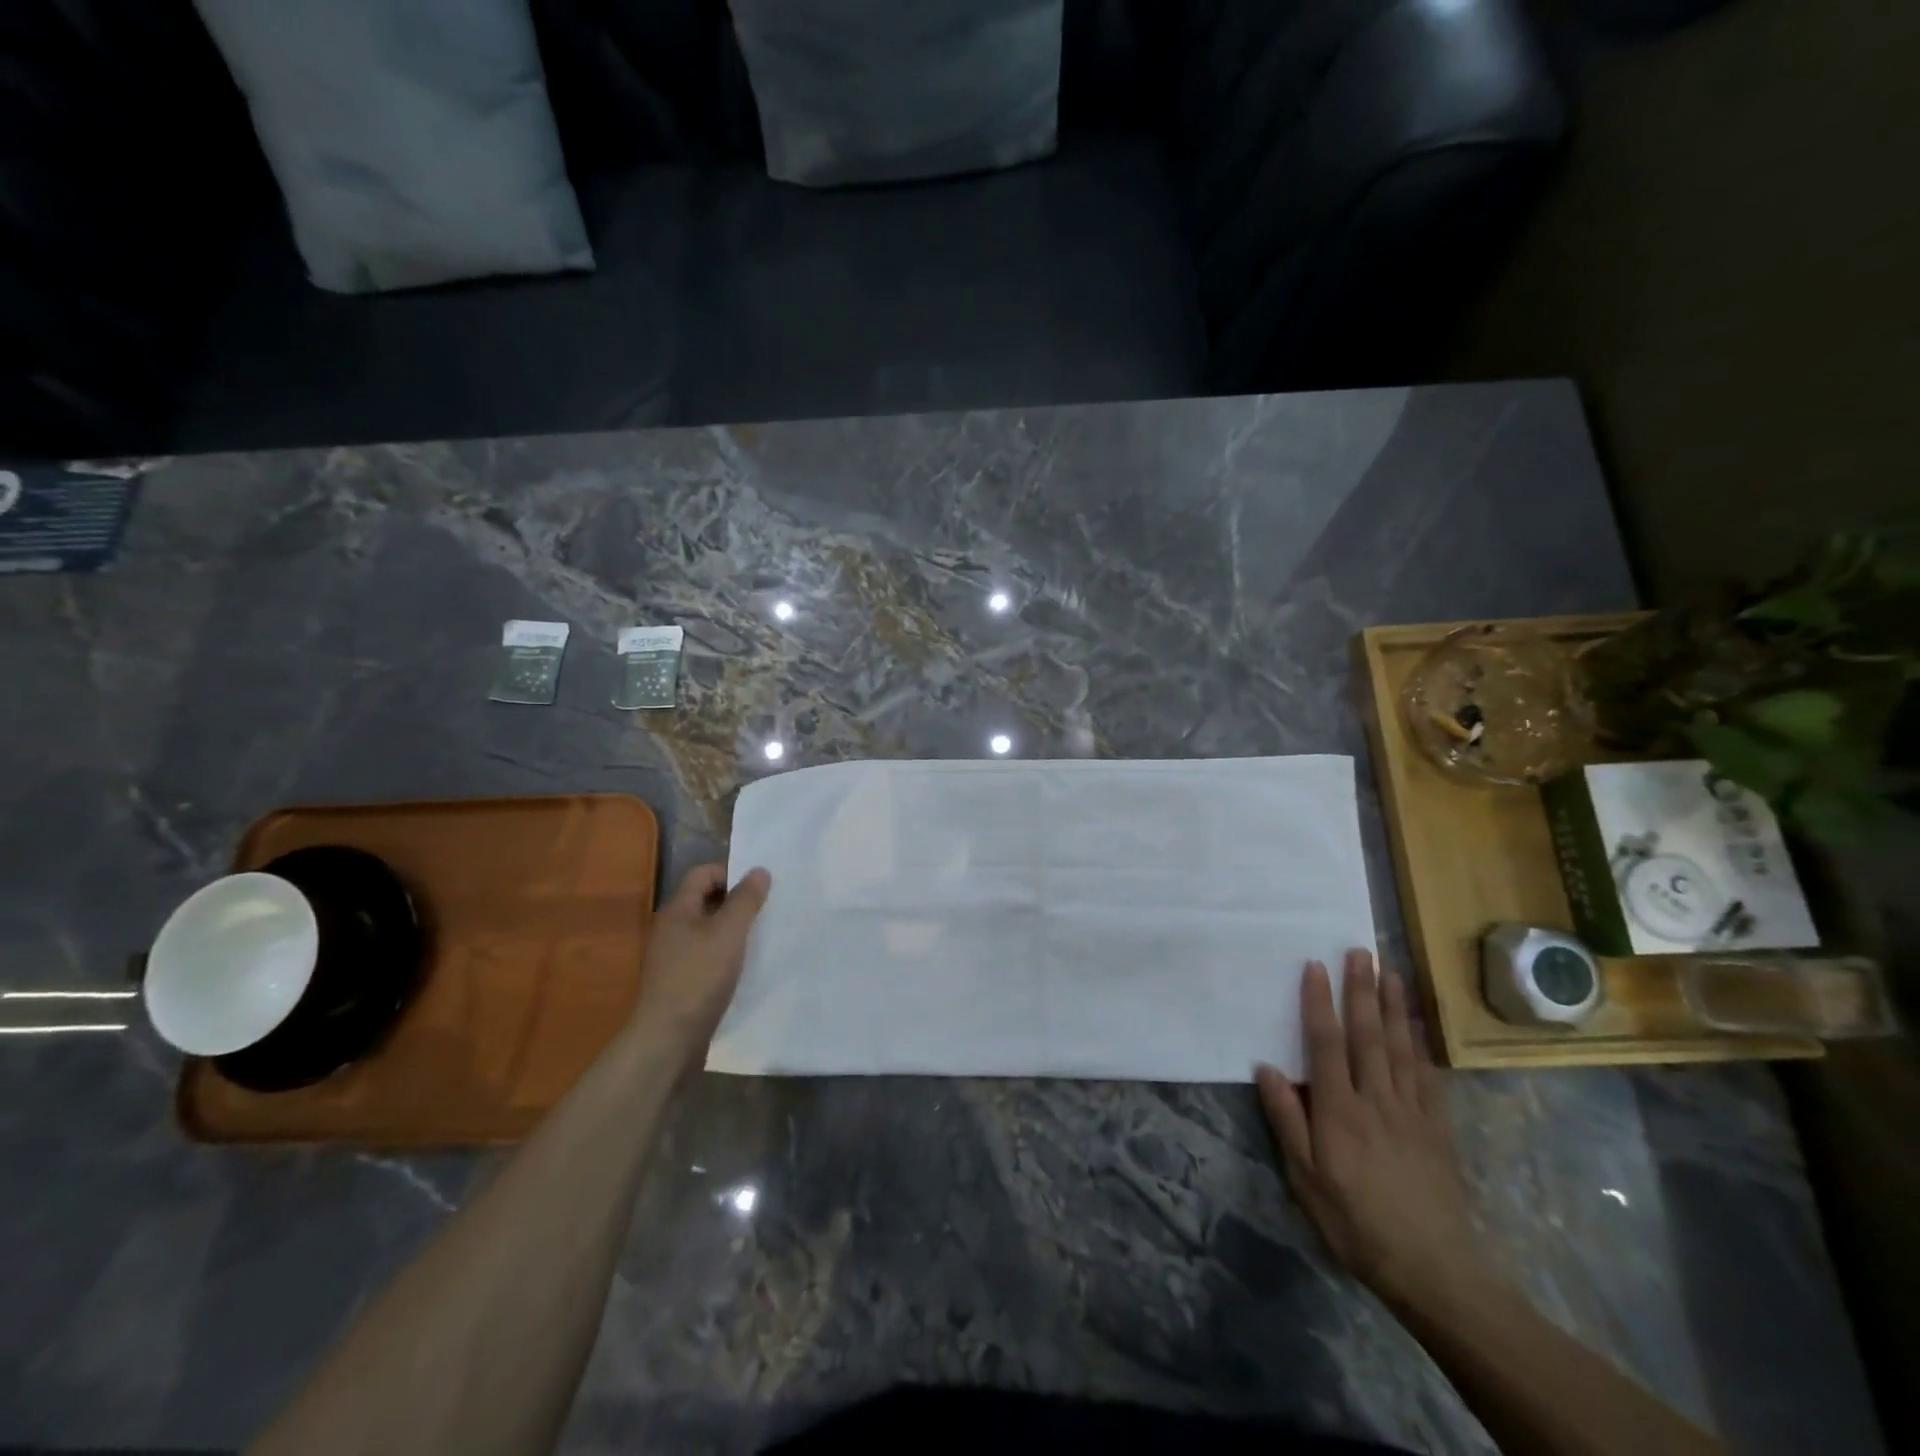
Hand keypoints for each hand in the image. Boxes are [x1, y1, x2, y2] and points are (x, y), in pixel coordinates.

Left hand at [628, 863, 770, 1069]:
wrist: (668, 1039)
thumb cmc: (699, 977)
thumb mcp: (729, 933)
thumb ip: (746, 900)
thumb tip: (759, 870)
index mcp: (678, 909)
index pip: (703, 873)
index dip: (732, 872)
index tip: (760, 886)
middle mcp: (671, 928)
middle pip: (706, 899)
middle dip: (737, 900)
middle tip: (768, 908)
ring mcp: (673, 956)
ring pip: (708, 929)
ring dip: (733, 928)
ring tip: (762, 935)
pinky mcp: (680, 980)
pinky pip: (707, 953)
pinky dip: (726, 952)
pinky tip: (746, 965)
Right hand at [1256, 950, 1488, 1314]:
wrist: (1432, 1269)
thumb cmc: (1354, 1221)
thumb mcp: (1305, 1178)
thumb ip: (1287, 1119)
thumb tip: (1266, 1067)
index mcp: (1338, 1110)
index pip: (1326, 1043)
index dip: (1318, 1002)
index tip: (1315, 966)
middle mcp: (1375, 1099)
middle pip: (1367, 1035)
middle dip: (1360, 990)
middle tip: (1359, 952)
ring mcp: (1411, 1111)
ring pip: (1399, 1047)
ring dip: (1393, 1006)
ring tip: (1390, 972)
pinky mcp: (1437, 1128)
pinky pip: (1428, 1076)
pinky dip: (1421, 1045)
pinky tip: (1416, 1026)